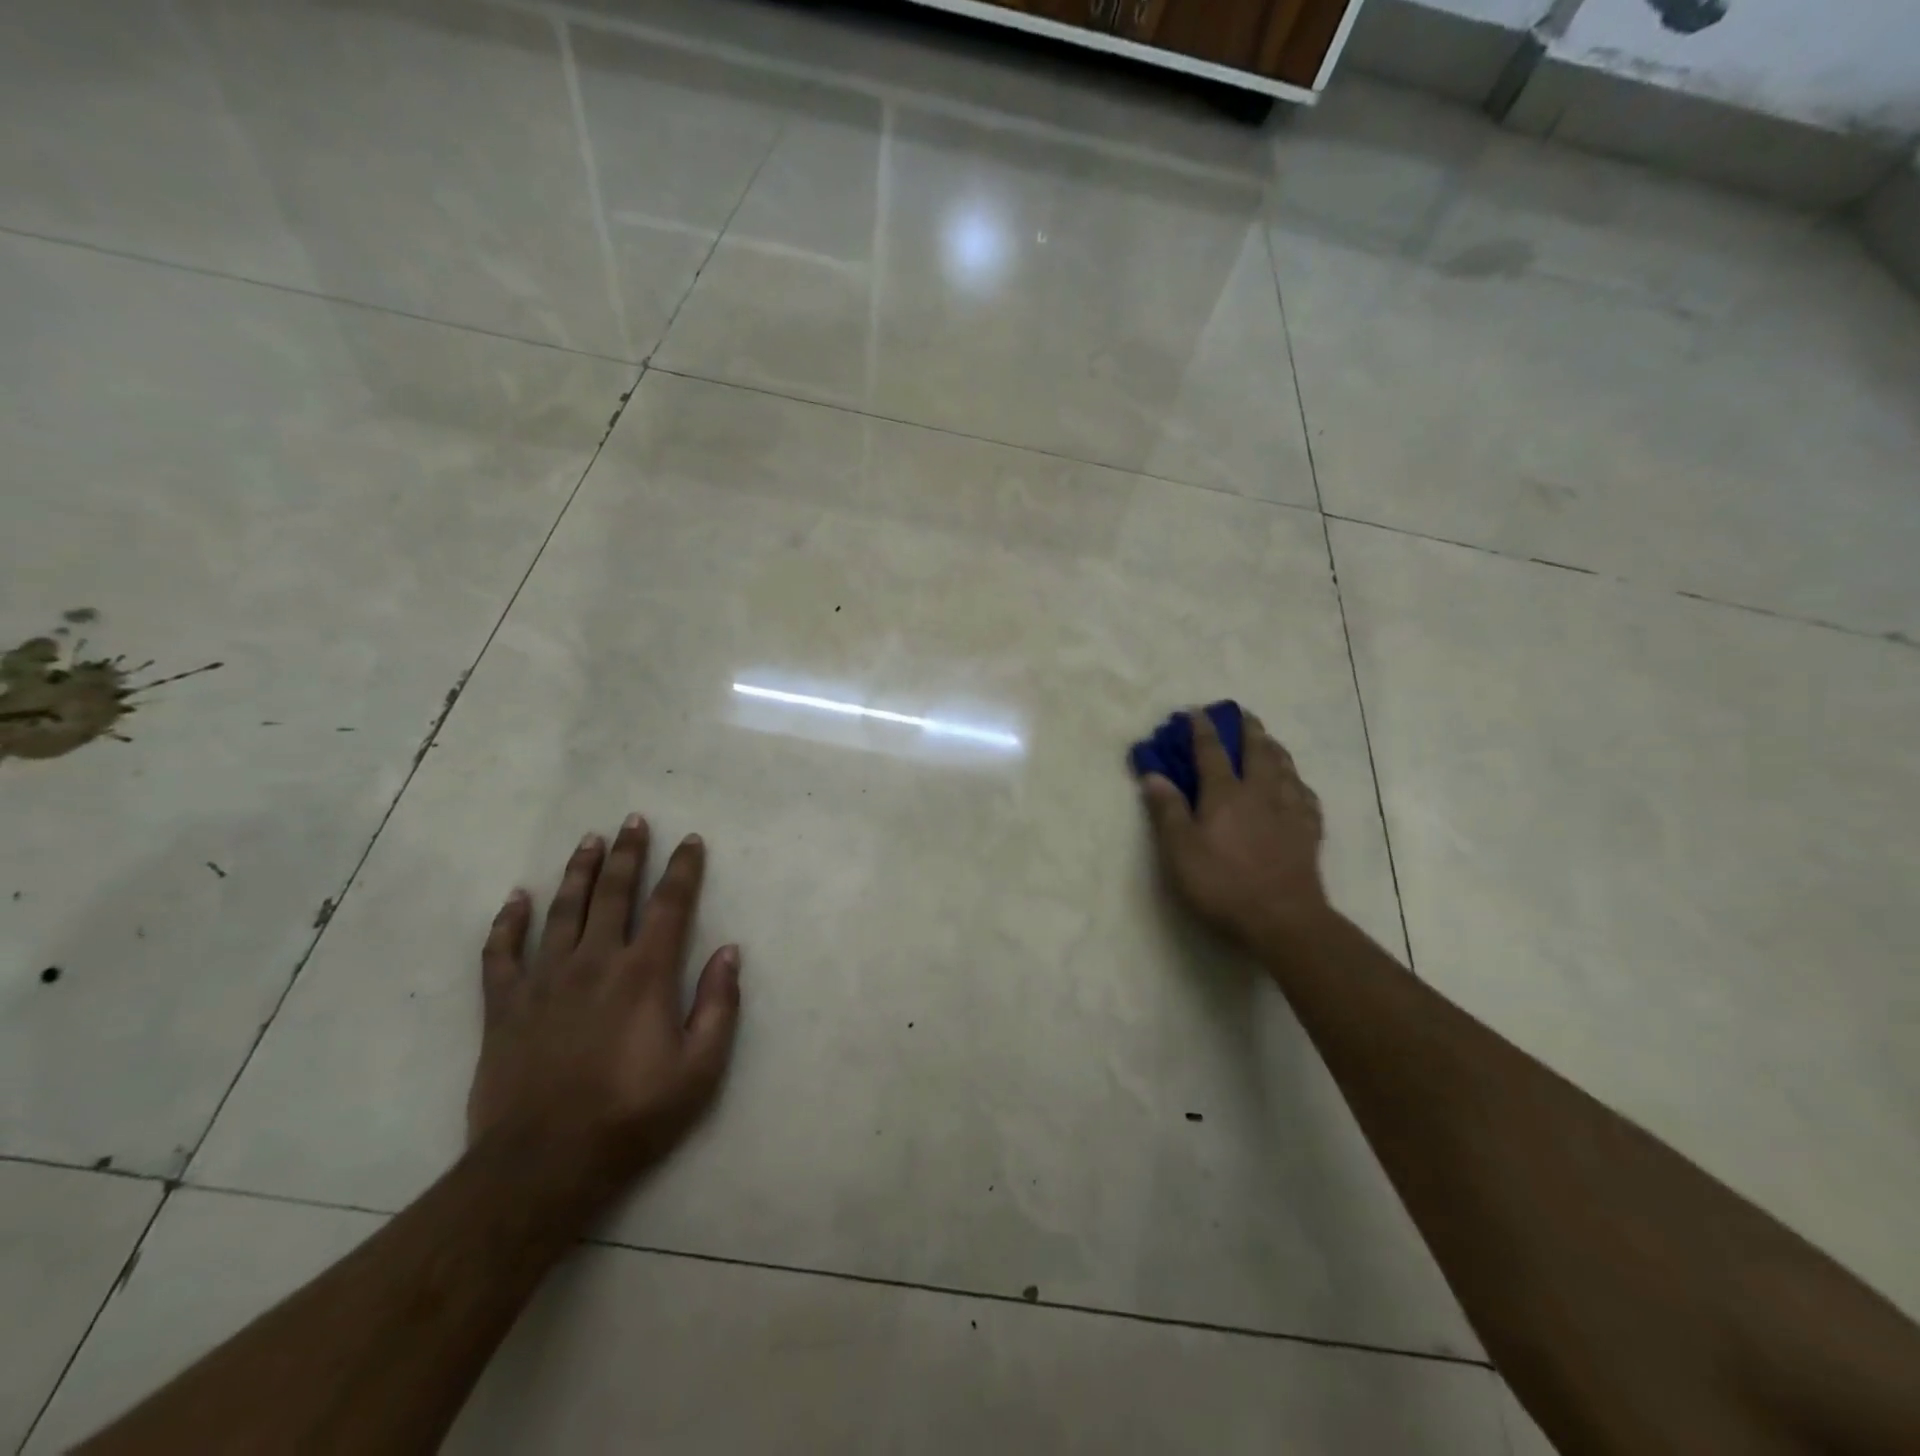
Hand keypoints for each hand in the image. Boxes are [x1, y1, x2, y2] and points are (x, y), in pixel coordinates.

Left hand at [466, 815, 740, 1191]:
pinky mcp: (505, 1006)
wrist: (543, 1165)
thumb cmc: (632, 1116)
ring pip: (562, 910)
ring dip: (579, 871)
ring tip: (589, 840)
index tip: (690, 840)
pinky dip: (508, 922)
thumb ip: (719, 1005)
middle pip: (614, 893)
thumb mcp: (700, 1069)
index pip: (670, 905)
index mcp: (645, 974)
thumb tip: (729, 951)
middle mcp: (596, 962)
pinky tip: (517, 898)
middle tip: (633, 821)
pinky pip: (502, 952)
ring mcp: (545, 980)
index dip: (683, 869)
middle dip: (628, 853)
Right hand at [1138, 710, 1331, 949]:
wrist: (1283, 919)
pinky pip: (1306, 796)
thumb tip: (1153, 775)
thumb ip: (1167, 811)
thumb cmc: (1222, 884)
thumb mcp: (1180, 851)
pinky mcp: (1309, 832)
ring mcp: (1289, 811)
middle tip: (1243, 714)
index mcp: (1225, 794)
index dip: (1201, 729)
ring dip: (1275, 749)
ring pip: (1284, 768)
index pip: (1211, 752)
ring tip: (1270, 740)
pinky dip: (1298, 783)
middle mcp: (1260, 793)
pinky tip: (1297, 786)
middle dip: (1247, 729)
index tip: (1195, 712)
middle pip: (1257, 751)